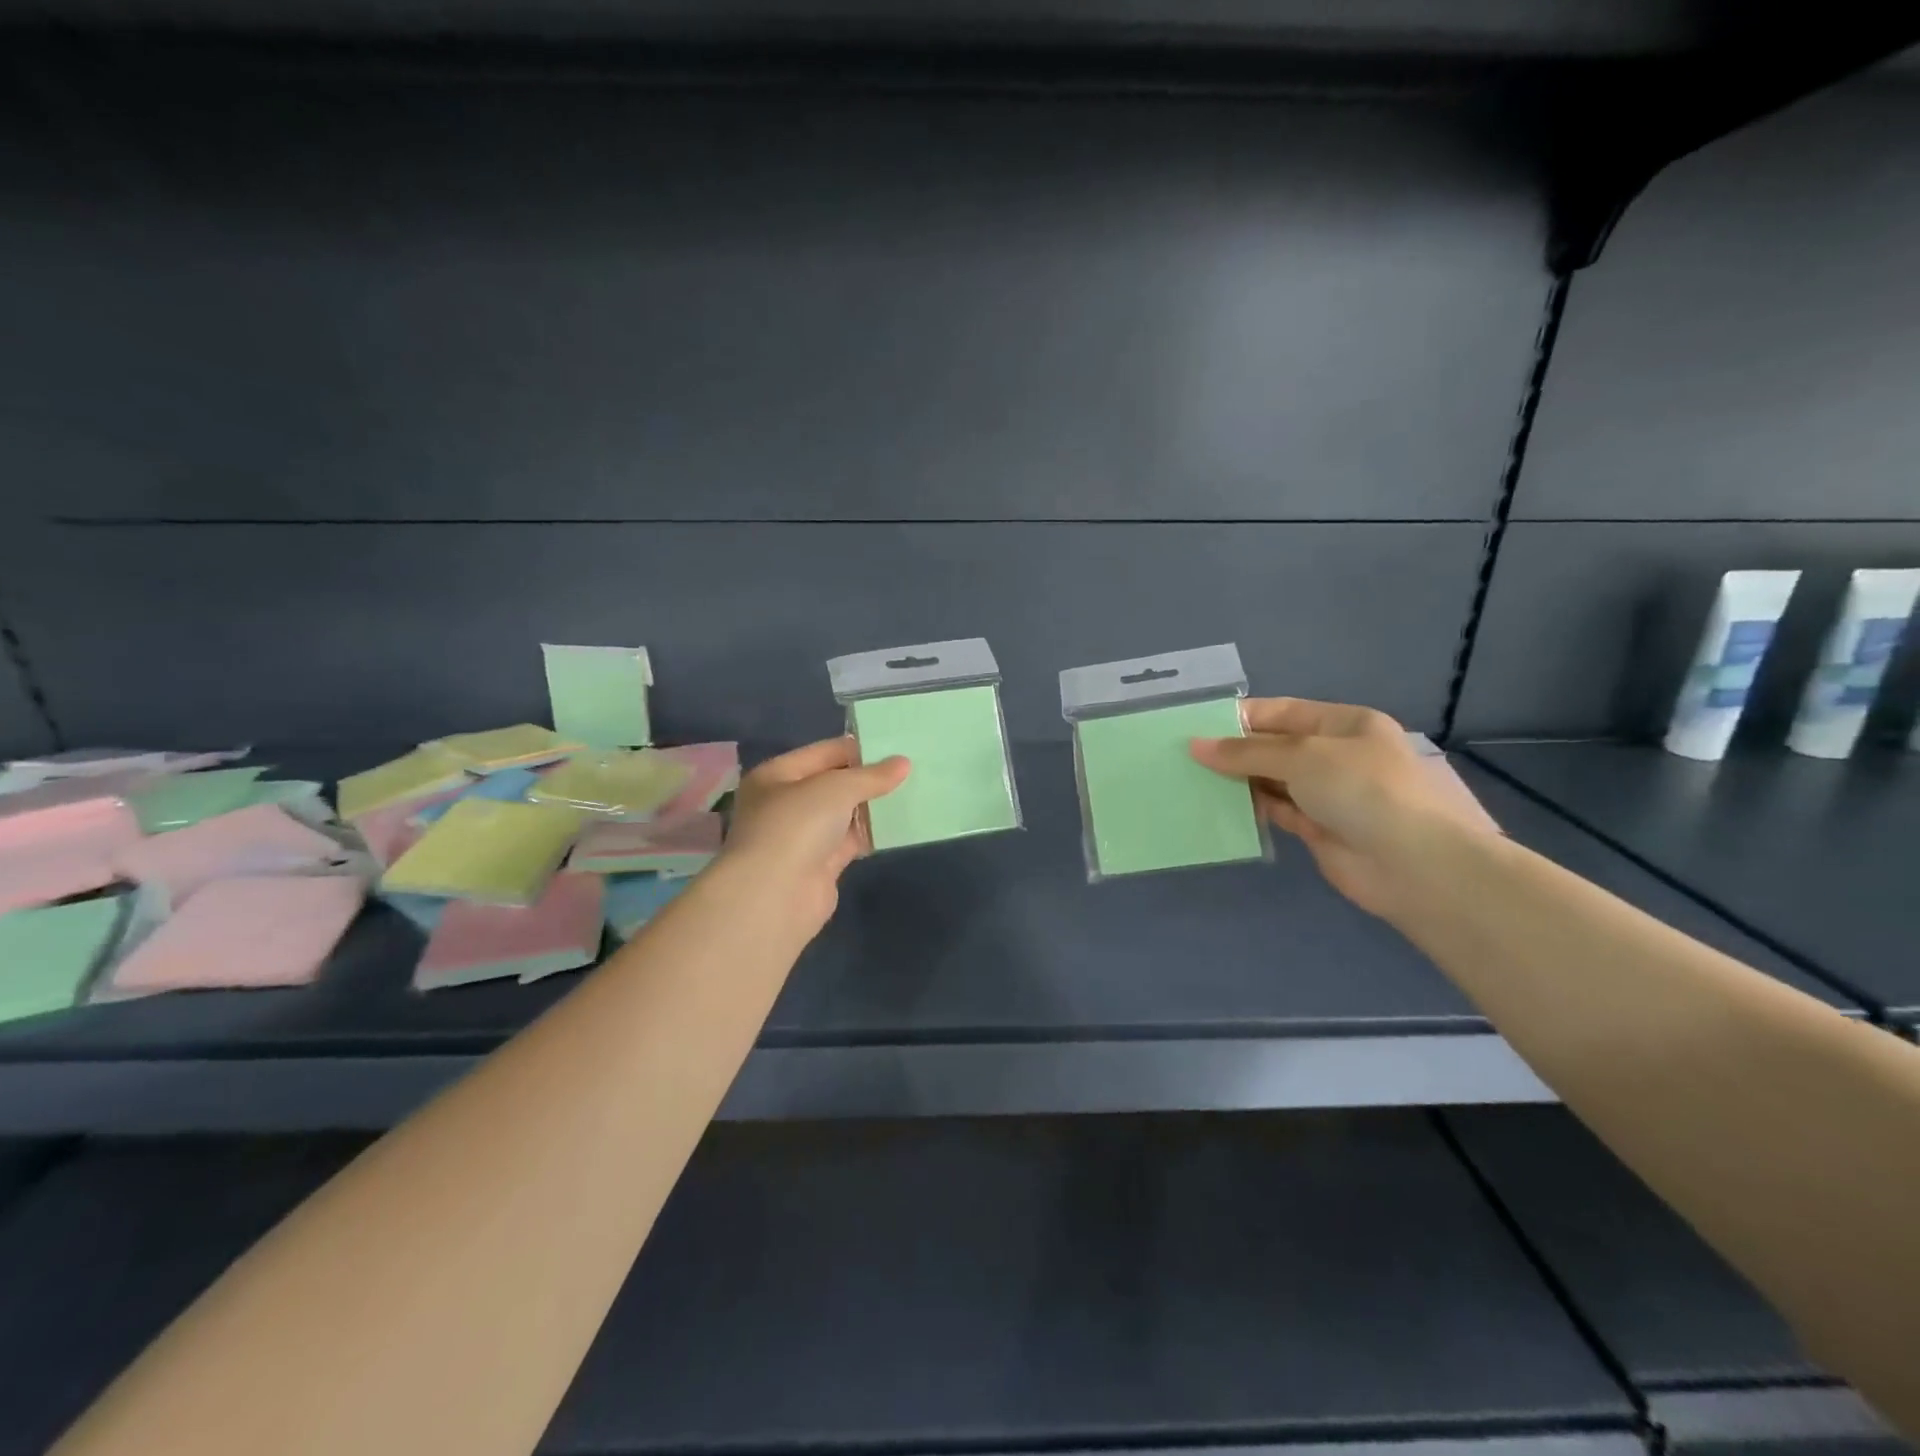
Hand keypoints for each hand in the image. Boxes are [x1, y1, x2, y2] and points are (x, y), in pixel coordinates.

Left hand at [721, 737, 909, 934]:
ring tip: (912, 791)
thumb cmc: (796, 826)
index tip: (896, 746)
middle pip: (832, 783)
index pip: (823, 752)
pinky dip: (870, 834)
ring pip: (842, 814)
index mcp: (776, 775)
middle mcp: (784, 803)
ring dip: (871, 806)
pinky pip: (849, 841)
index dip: (858, 748)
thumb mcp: (836, 788)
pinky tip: (900, 824)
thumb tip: (903, 763)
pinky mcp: (819, 865)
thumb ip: (871, 776)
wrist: (776, 895)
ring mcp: (801, 836)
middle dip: (867, 778)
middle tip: (910, 768)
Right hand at [1190, 699, 1494, 919]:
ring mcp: (1328, 794)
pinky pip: (1276, 811)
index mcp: (1343, 724)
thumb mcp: (1302, 757)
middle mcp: (1335, 754)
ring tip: (1190, 779)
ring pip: (1272, 780)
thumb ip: (1246, 752)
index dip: (1238, 718)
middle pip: (1274, 746)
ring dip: (1238, 780)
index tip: (1193, 727)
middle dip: (1233, 750)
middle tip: (1181, 756)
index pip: (1280, 712)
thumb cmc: (1362, 790)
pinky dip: (1250, 808)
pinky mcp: (1318, 829)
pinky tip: (1216, 806)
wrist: (1414, 865)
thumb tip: (1195, 746)